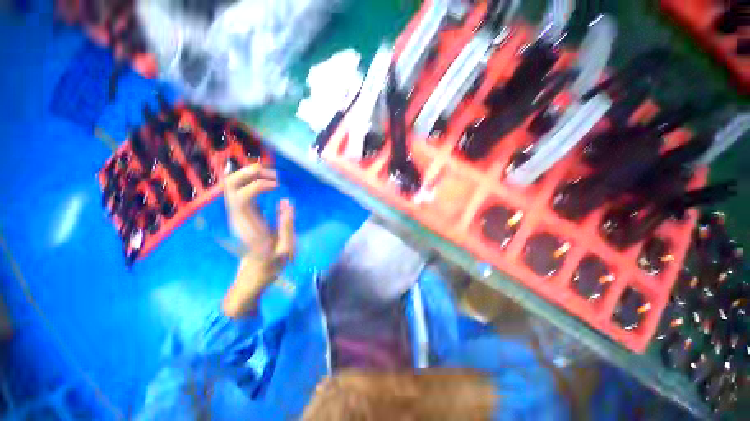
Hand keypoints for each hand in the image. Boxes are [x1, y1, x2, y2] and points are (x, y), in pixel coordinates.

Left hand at [224, 164, 294, 265]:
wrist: (255, 272)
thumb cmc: (272, 263)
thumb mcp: (285, 249)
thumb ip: (286, 225)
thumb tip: (286, 202)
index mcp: (247, 227)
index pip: (241, 197)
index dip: (258, 185)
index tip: (279, 186)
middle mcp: (237, 216)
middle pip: (230, 185)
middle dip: (250, 173)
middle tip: (274, 175)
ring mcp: (236, 213)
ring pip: (232, 184)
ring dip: (250, 174)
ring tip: (272, 176)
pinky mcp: (241, 212)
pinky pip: (240, 189)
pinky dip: (252, 180)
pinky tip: (268, 182)